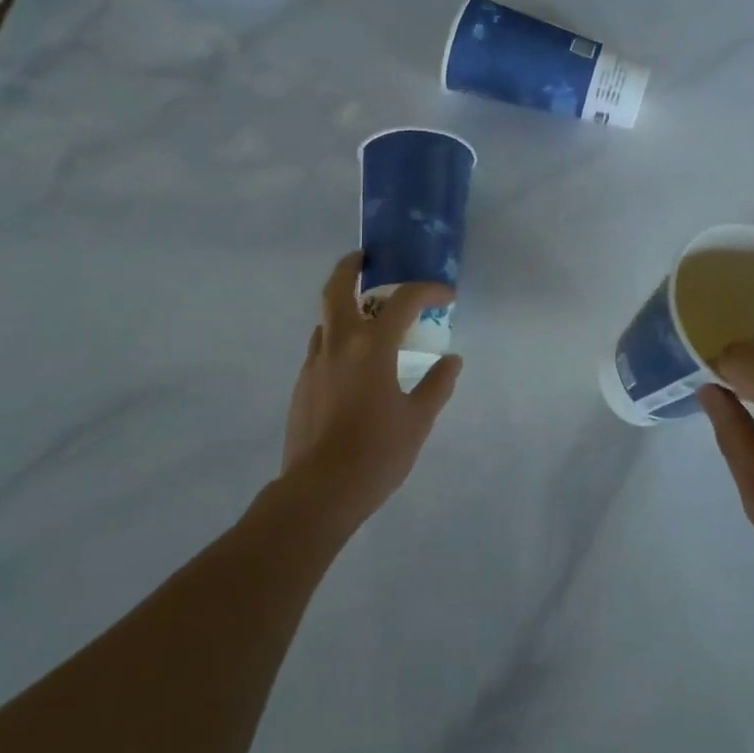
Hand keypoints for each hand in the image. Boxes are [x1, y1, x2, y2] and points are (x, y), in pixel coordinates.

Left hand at [280, 251, 461, 533]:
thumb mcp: (418, 419)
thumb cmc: (377, 452)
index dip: (427, 290)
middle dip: (350, 267)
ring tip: (366, 320)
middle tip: (365, 259)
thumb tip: (452, 360)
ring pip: (326, 320)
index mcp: (372, 346)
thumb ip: (437, 384)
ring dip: (344, 309)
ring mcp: (315, 363)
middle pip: (337, 289)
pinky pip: (321, 349)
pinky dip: (337, 341)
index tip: (445, 295)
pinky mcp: (302, 386)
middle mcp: (339, 344)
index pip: (403, 301)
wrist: (319, 492)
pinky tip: (352, 366)